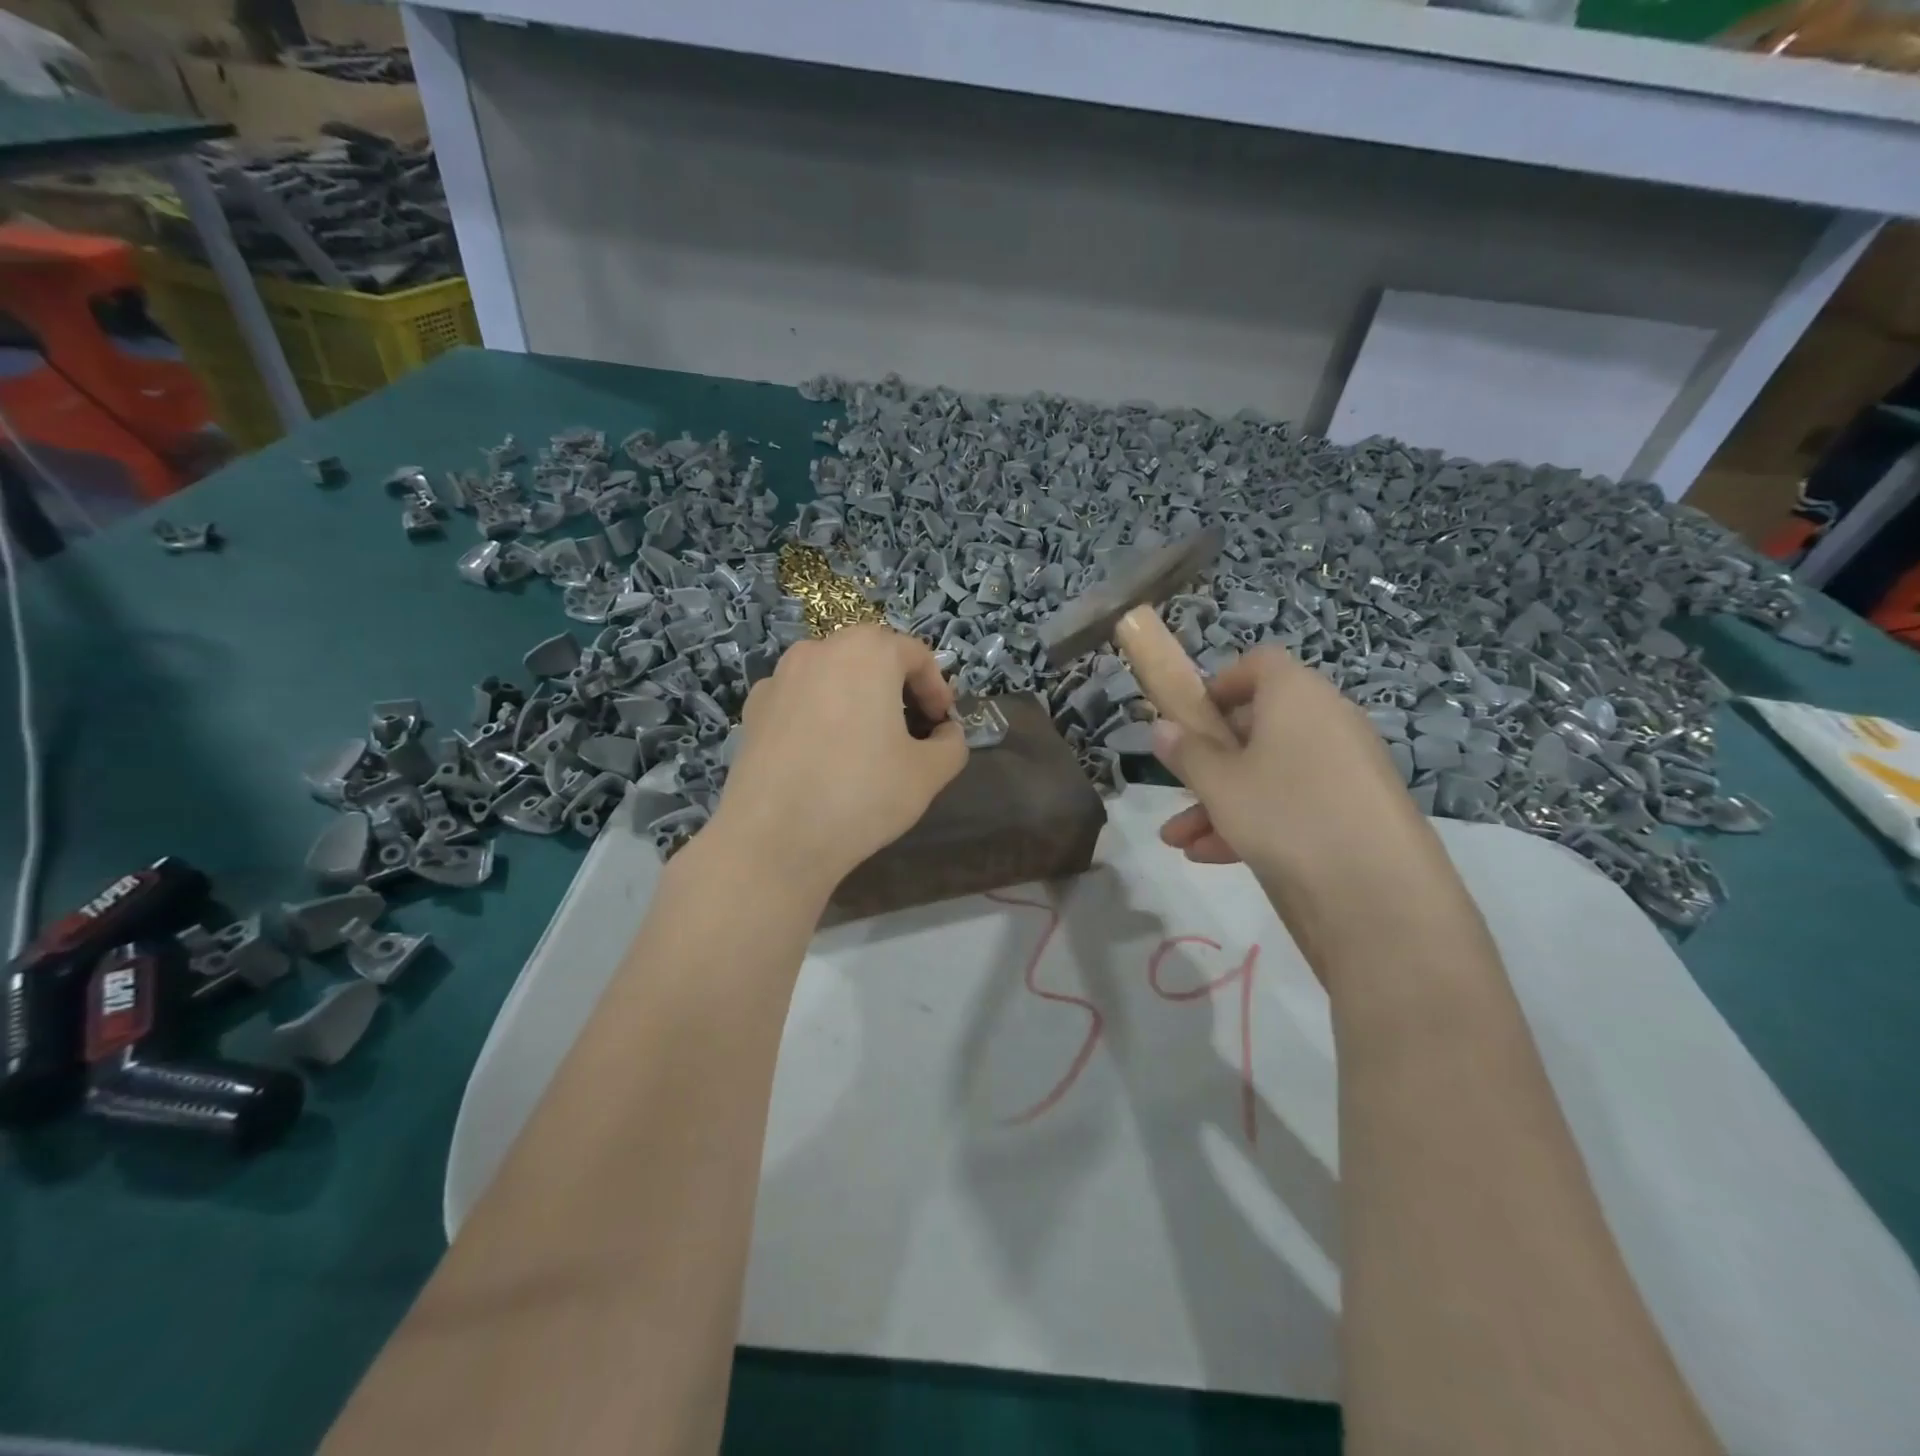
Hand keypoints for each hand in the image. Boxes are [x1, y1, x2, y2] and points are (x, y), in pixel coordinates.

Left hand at [706, 625, 968, 894]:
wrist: (773, 839)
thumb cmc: (861, 794)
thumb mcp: (928, 774)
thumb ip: (951, 744)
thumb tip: (945, 734)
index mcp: (868, 652)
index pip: (915, 655)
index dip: (937, 689)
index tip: (941, 725)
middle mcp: (819, 650)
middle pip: (871, 657)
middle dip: (897, 688)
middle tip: (910, 731)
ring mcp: (779, 677)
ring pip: (832, 676)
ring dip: (857, 698)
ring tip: (866, 744)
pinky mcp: (753, 709)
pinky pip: (800, 700)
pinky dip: (820, 715)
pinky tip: (823, 757)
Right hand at [1152, 647, 1446, 934]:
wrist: (1378, 890)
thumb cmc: (1285, 812)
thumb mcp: (1219, 783)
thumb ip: (1186, 752)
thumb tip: (1161, 727)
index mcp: (1296, 695)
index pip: (1258, 664)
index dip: (1220, 684)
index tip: (1190, 718)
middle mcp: (1327, 720)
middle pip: (1259, 724)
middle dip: (1210, 759)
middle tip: (1178, 786)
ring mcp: (1346, 766)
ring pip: (1271, 770)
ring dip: (1222, 800)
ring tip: (1179, 839)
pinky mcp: (1356, 808)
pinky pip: (1296, 800)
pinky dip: (1256, 819)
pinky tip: (1212, 856)